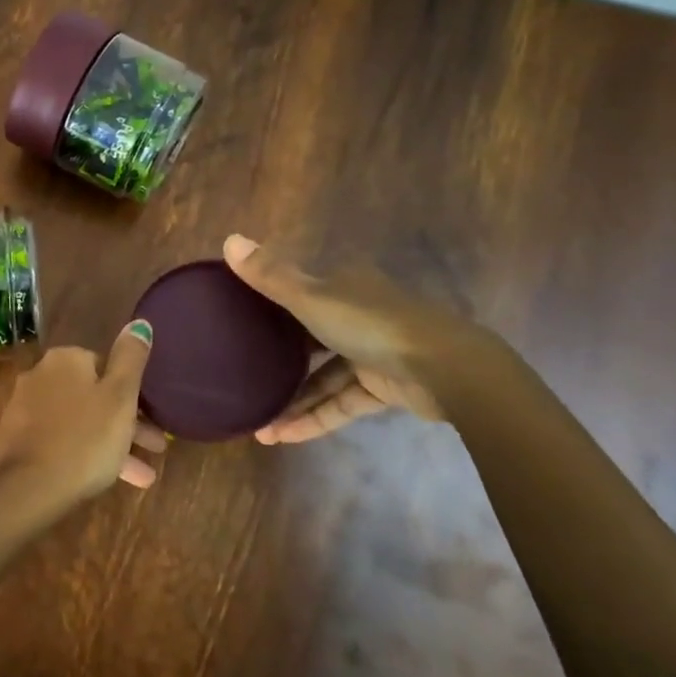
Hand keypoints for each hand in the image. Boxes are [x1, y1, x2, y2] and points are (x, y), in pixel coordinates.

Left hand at [0, 322, 165, 505]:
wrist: (28, 488)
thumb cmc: (85, 439)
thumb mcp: (120, 397)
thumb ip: (131, 358)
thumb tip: (139, 323)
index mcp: (65, 360)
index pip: (105, 366)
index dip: (132, 394)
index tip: (153, 419)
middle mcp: (40, 375)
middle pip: (92, 396)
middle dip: (125, 423)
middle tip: (155, 448)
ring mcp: (24, 409)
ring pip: (79, 422)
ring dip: (110, 444)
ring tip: (141, 477)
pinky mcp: (16, 440)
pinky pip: (59, 441)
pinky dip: (83, 455)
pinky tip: (103, 480)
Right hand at [223, 234, 499, 442]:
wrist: (447, 370)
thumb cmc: (372, 325)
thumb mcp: (312, 298)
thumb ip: (271, 276)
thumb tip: (228, 239)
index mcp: (343, 287)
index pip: (298, 292)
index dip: (267, 305)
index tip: (236, 323)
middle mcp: (356, 316)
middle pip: (308, 338)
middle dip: (277, 362)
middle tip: (242, 379)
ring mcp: (371, 354)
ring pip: (322, 378)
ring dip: (292, 402)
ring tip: (258, 428)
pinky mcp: (382, 388)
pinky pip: (340, 403)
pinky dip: (314, 418)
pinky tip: (282, 437)